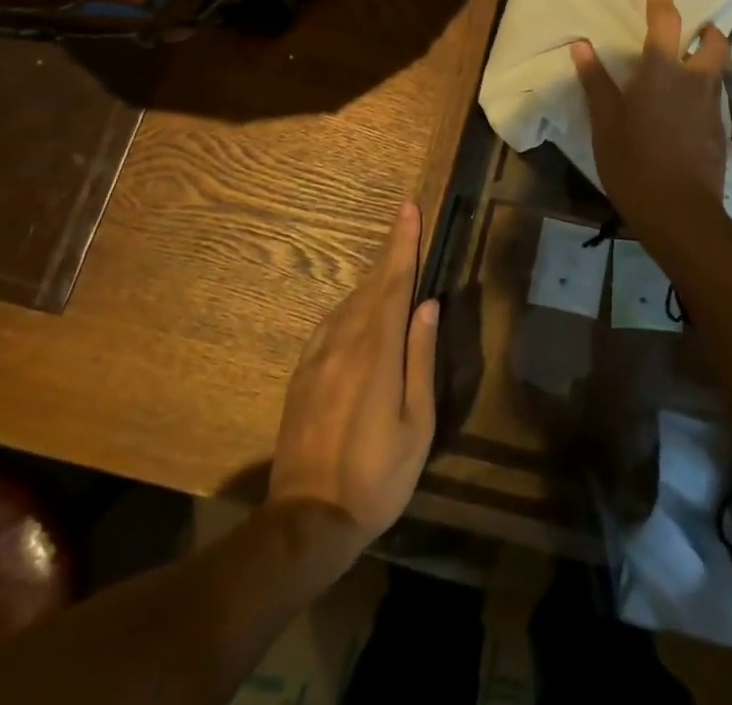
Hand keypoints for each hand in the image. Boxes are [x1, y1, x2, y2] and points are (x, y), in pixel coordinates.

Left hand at [267, 200, 438, 567]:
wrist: (307, 520)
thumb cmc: (377, 476)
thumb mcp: (417, 424)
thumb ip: (421, 359)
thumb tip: (428, 306)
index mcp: (376, 352)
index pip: (394, 284)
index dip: (403, 244)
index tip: (409, 209)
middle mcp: (344, 342)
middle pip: (371, 285)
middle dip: (391, 251)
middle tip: (405, 220)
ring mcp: (318, 356)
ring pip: (350, 302)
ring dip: (373, 279)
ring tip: (392, 264)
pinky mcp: (303, 373)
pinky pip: (331, 323)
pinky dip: (351, 306)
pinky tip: (360, 309)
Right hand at [572, 0, 731, 240]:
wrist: (681, 213)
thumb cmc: (634, 164)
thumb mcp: (606, 125)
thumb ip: (596, 83)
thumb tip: (582, 46)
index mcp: (662, 73)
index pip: (667, 23)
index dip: (663, 0)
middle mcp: (694, 80)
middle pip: (714, 42)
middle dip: (707, 30)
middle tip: (691, 32)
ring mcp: (713, 106)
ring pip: (718, 69)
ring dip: (708, 59)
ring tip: (687, 68)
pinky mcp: (721, 130)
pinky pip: (716, 96)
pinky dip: (705, 90)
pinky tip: (687, 108)